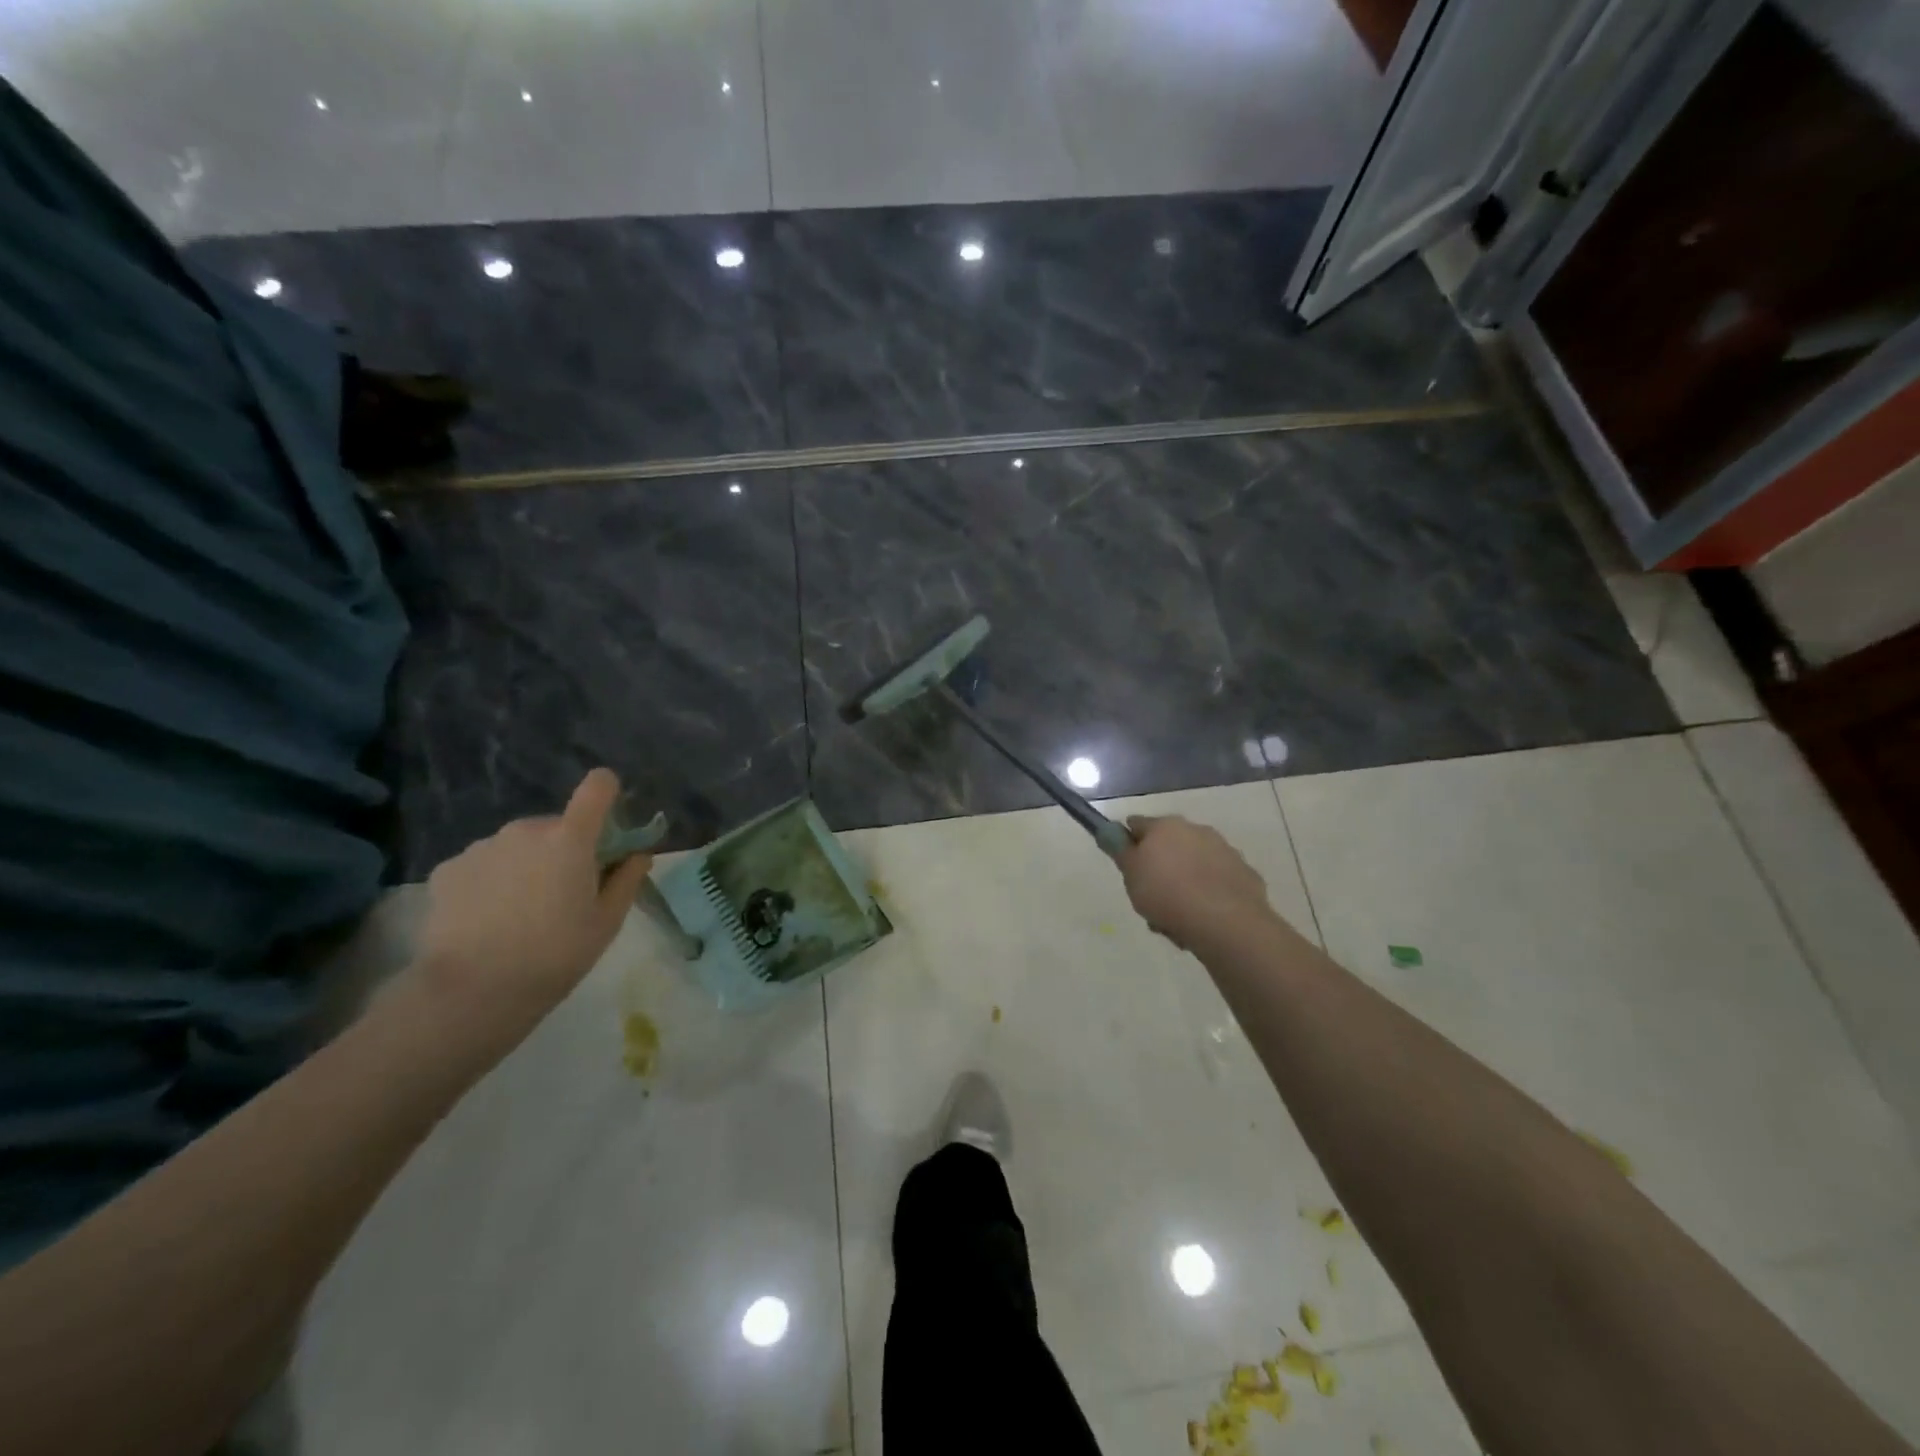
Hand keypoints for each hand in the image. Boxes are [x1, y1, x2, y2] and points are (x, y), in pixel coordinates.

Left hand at [412, 769, 652, 1045]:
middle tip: (563, 893)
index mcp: (571, 838)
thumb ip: (627, 879)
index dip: (606, 794)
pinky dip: (491, 880)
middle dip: (565, 848)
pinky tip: (487, 919)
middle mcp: (525, 830)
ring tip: (520, 912)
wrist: (472, 992)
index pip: (598, 786)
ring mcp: (482, 847)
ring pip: (518, 844)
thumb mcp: (607, 922)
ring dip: (527, 864)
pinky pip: (484, 863)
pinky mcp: (447, 869)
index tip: (607, 824)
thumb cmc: (556, 954)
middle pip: (556, 825)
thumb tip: (638, 854)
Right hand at [1118, 815, 1273, 950]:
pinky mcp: (1244, 873)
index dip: (1128, 844)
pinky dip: (1208, 894)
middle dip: (1159, 868)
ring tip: (1176, 919)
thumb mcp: (1130, 875)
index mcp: (1165, 826)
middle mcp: (1196, 830)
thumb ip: (1120, 851)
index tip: (1127, 868)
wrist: (1225, 922)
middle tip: (1151, 899)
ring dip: (1183, 884)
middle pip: (1168, 846)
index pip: (1136, 824)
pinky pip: (1216, 881)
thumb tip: (1109, 831)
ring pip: (1193, 865)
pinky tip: (1203, 918)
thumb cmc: (1167, 894)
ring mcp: (1224, 850)